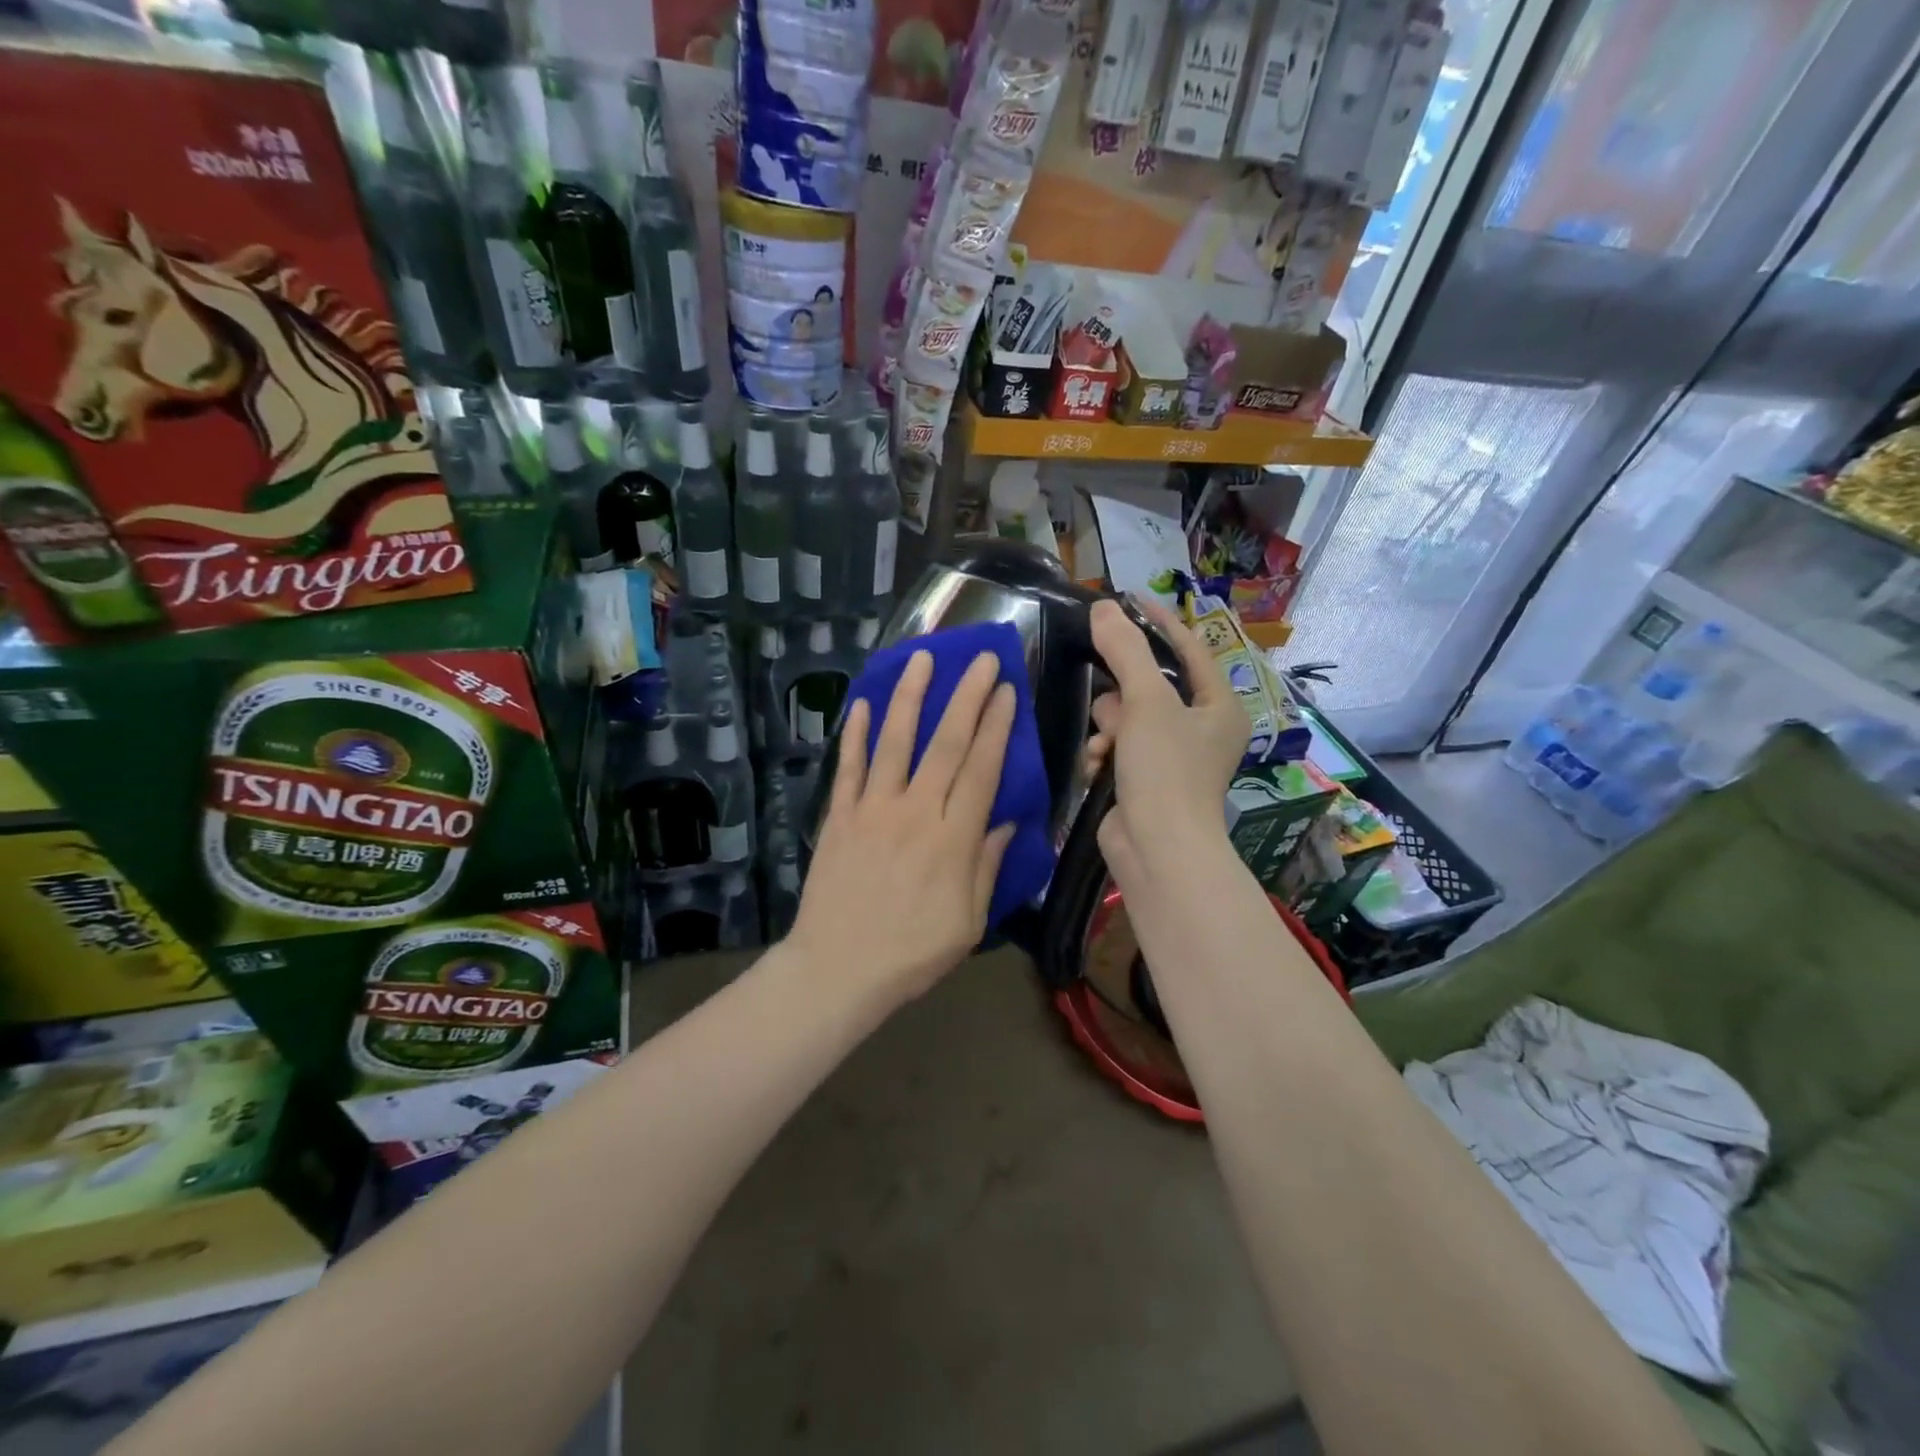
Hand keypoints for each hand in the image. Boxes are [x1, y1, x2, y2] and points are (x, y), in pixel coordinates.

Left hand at [788, 649, 1016, 1008]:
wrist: (837, 969)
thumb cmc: (912, 953)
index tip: (1008, 691)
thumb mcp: (968, 921)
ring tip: (922, 657)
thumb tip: (1006, 821)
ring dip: (910, 697)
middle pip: (946, 744)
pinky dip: (854, 734)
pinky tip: (862, 704)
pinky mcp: (839, 817)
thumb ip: (987, 866)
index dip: (997, 727)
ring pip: (895, 742)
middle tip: (983, 659)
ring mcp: (873, 810)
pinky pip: (849, 768)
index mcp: (953, 839)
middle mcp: (915, 812)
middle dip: (967, 697)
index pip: (982, 769)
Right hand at [1086, 597, 1250, 887]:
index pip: (1189, 649)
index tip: (1125, 601)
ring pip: (1127, 718)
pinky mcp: (1145, 781)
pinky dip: (1105, 754)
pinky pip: (1118, 748)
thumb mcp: (1147, 702)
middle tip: (1113, 704)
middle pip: (1150, 686)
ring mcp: (1172, 758)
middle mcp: (1201, 729)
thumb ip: (1125, 651)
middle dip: (1123, 695)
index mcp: (1219, 706)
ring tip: (1105, 747)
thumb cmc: (1166, 770)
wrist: (1157, 850)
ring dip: (1109, 728)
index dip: (1158, 623)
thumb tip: (1102, 608)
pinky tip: (1097, 768)